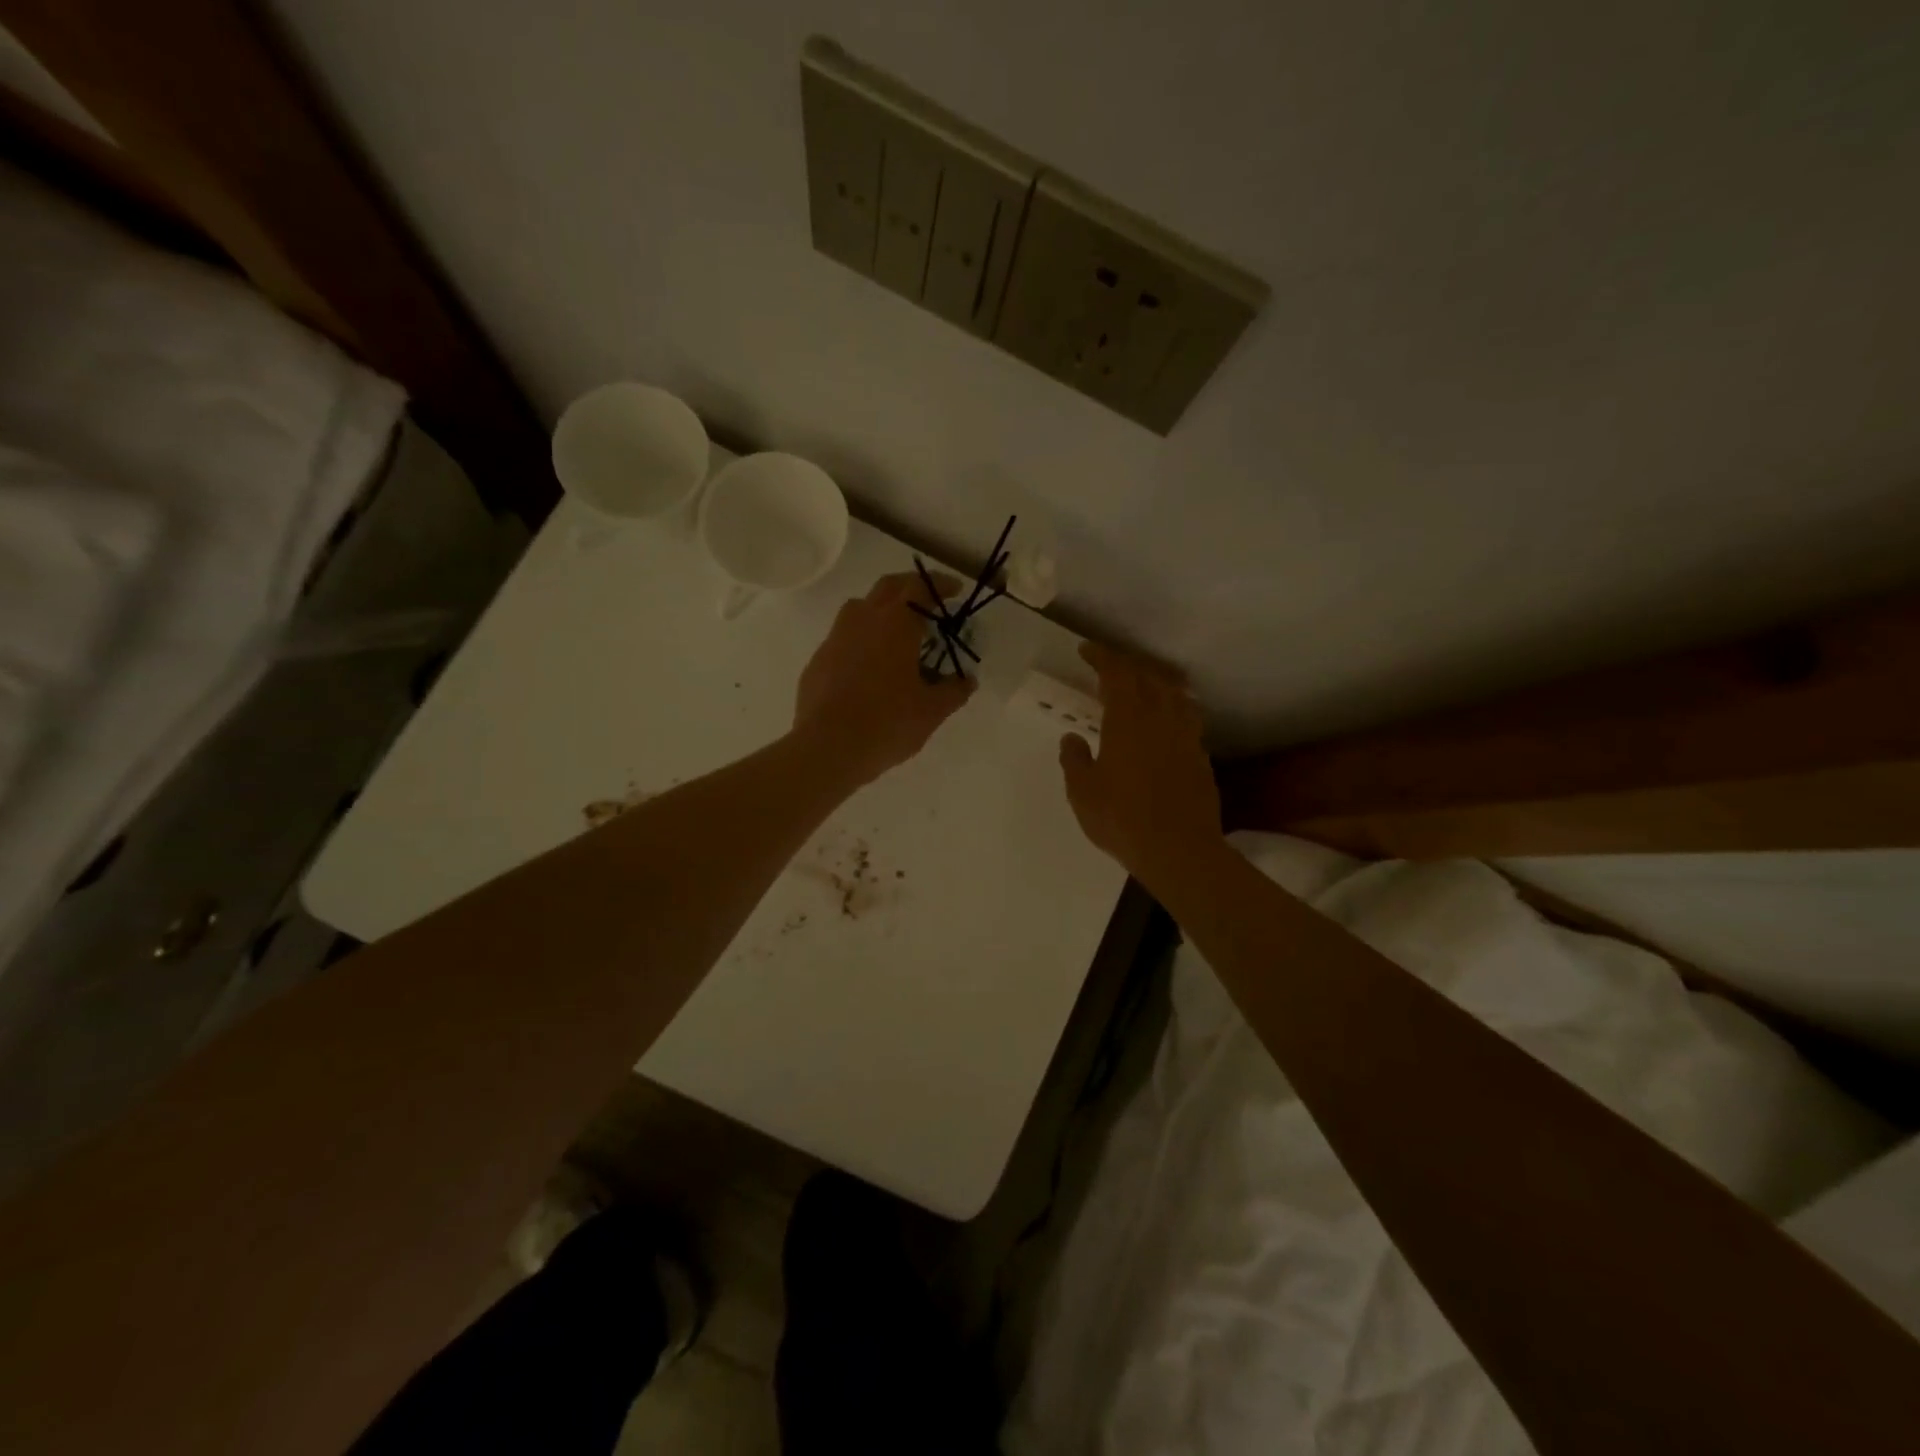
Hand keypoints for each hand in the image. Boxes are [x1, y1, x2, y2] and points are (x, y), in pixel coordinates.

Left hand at [794, 571, 974, 785]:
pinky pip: (843, 639)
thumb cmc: (887, 723)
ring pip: (859, 609)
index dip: (939, 585)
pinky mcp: (818, 661)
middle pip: (887, 587)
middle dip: (910, 588)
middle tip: (928, 603)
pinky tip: (868, 667)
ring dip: (881, 610)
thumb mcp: (931, 711)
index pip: (920, 587)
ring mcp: (835, 638)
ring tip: (896, 633)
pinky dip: (860, 641)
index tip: (954, 591)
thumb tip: (967, 681)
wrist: (828, 748)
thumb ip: (954, 691)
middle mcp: (862, 620)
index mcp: (895, 624)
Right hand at [1059, 642, 1220, 885]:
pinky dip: (1174, 711)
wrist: (1180, 850)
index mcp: (1128, 719)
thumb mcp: (1083, 792)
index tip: (1086, 650)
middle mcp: (1161, 718)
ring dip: (1157, 684)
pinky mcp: (1202, 758)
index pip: (1117, 673)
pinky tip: (1166, 727)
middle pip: (1148, 677)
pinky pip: (1188, 720)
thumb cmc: (1122, 818)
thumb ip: (1075, 760)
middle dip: (1127, 666)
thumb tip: (1072, 738)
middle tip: (1110, 669)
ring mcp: (1187, 737)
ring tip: (1144, 690)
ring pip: (1175, 695)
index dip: (1102, 656)